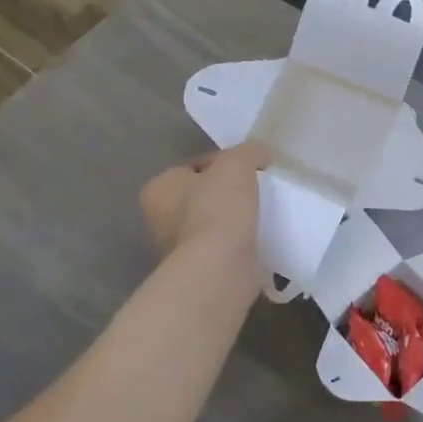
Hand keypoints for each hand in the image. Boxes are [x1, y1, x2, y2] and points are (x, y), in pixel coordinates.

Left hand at [139, 142, 269, 259]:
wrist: (220, 268)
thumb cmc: (217, 208)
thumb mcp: (236, 164)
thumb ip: (249, 151)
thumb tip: (263, 152)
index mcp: (159, 188)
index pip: (194, 166)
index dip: (224, 162)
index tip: (251, 168)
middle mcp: (161, 218)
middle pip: (203, 194)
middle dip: (229, 192)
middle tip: (258, 190)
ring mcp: (179, 248)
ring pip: (214, 221)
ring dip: (236, 218)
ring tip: (263, 213)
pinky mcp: (200, 269)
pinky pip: (224, 246)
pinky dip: (240, 241)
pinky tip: (260, 237)